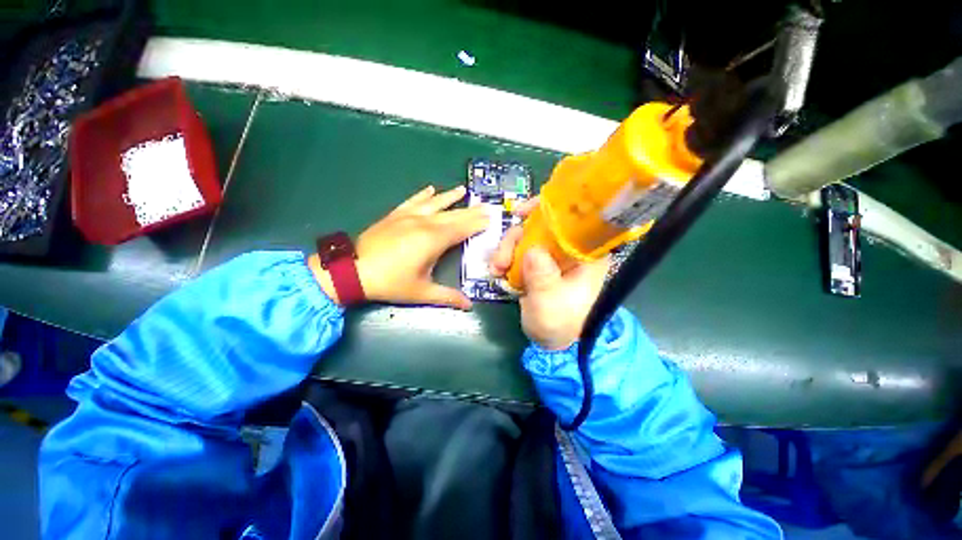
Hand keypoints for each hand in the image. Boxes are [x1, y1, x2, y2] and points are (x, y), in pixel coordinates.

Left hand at [312, 185, 488, 309]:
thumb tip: (469, 306)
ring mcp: (408, 216)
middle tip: (485, 205)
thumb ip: (448, 297)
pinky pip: (413, 201)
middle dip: (470, 211)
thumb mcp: (421, 293)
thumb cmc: (391, 282)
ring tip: (463, 190)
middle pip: (452, 215)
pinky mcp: (395, 215)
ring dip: (450, 197)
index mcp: (433, 240)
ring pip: (435, 203)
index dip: (477, 223)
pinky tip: (431, 188)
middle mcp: (424, 223)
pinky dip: (423, 194)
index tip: (490, 217)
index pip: (462, 228)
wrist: (352, 271)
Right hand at [490, 198, 608, 349]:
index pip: (569, 218)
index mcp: (583, 253)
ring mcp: (550, 257)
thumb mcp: (550, 301)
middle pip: (538, 227)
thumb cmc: (560, 322)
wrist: (553, 342)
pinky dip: (505, 258)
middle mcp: (567, 249)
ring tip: (496, 270)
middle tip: (501, 261)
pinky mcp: (537, 265)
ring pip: (524, 238)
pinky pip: (517, 252)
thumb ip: (542, 276)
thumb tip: (531, 249)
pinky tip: (498, 272)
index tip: (520, 214)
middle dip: (515, 239)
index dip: (545, 208)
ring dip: (506, 250)